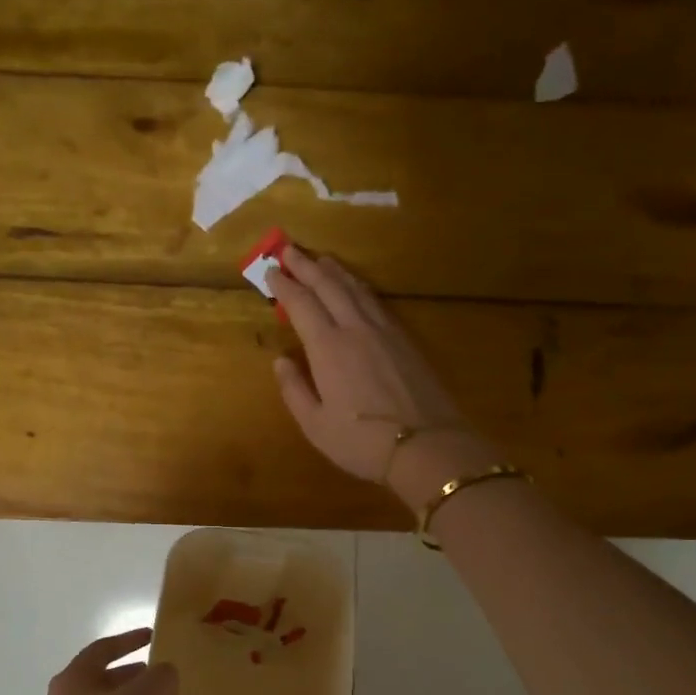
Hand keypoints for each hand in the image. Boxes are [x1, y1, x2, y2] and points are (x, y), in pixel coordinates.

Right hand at [268, 246, 478, 485]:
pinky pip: (376, 302)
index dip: (284, 286)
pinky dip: (359, 287)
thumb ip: (294, 390)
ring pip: (356, 289)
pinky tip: (356, 288)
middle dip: (306, 266)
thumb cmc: (362, 442)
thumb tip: (281, 360)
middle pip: (328, 286)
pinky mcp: (405, 340)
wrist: (426, 446)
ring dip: (334, 271)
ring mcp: (384, 332)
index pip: (301, 305)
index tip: (270, 271)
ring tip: (321, 259)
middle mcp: (355, 329)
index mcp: (328, 348)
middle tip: (288, 248)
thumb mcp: (315, 425)